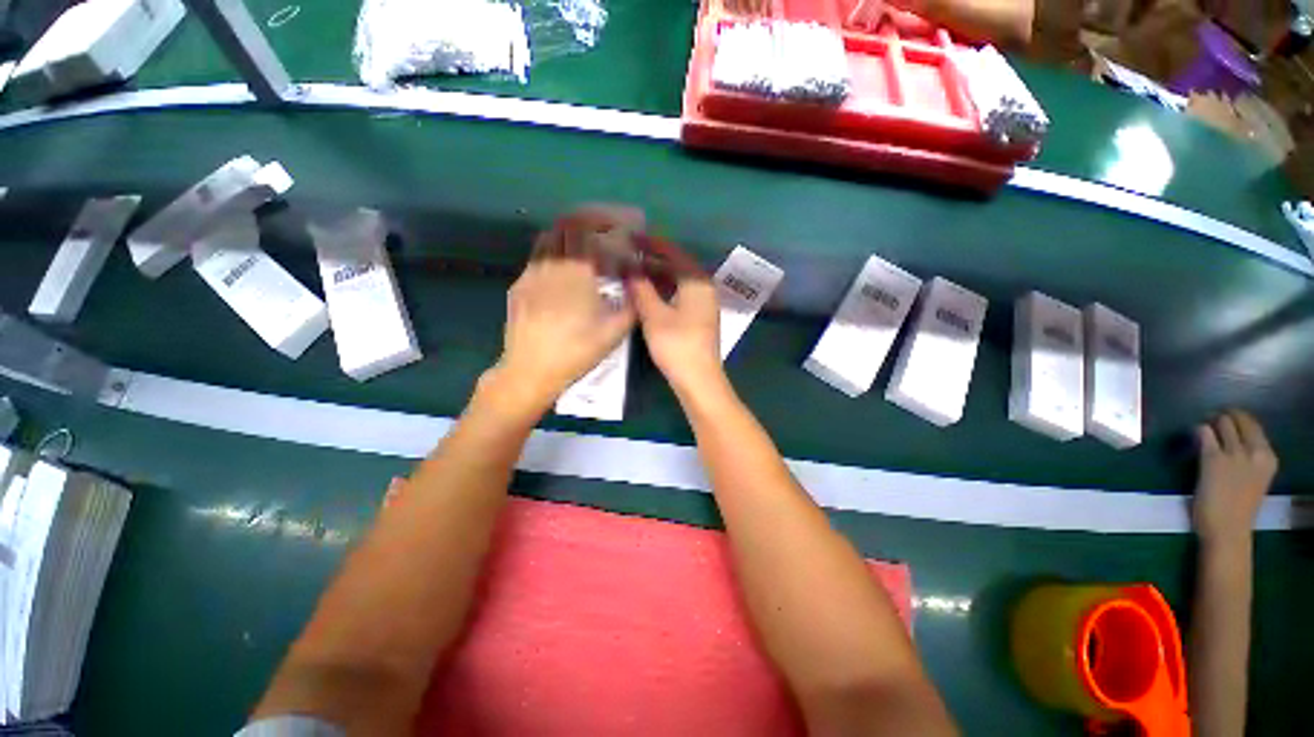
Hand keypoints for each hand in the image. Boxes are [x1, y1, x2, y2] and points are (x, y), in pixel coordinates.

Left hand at [493, 217, 636, 412]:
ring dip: (570, 234)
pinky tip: (563, 271)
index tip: (627, 223)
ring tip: (586, 246)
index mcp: (577, 272)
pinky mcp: (519, 285)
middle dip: (591, 219)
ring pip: (549, 238)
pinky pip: (538, 257)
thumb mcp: (614, 332)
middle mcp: (551, 264)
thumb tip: (639, 286)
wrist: (530, 370)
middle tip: (607, 229)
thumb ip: (632, 305)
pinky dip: (554, 253)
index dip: (611, 220)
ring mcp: (531, 273)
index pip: (592, 229)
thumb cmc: (576, 351)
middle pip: (567, 225)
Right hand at [628, 237, 725, 397]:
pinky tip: (647, 293)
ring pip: (678, 282)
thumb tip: (628, 269)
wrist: (698, 380)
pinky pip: (679, 295)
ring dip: (657, 276)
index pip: (674, 254)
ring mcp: (703, 305)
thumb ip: (641, 289)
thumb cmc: (677, 344)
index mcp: (697, 282)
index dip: (652, 244)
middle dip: (653, 260)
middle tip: (628, 254)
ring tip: (633, 270)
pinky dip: (663, 290)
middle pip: (677, 266)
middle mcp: (704, 289)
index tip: (632, 237)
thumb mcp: (654, 315)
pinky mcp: (698, 318)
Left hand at [1193, 410, 1277, 546]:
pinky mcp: (1212, 457)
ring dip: (1209, 423)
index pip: (1254, 425)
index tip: (1225, 421)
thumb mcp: (1256, 477)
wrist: (1228, 530)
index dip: (1237, 419)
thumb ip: (1250, 458)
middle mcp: (1255, 451)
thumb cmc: (1239, 508)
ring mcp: (1234, 454)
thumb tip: (1234, 440)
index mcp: (1269, 458)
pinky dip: (1197, 431)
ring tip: (1202, 430)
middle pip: (1237, 418)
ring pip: (1221, 421)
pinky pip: (1203, 432)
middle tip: (1211, 421)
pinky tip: (1193, 436)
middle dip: (1222, 417)